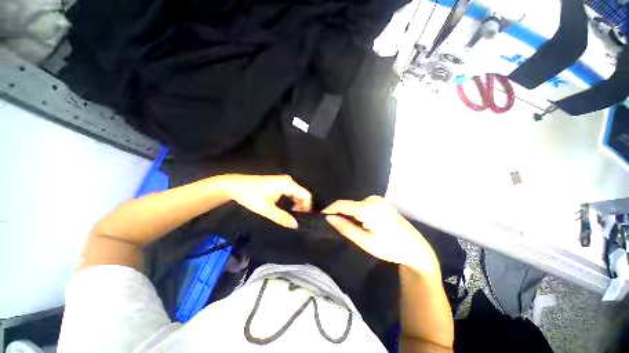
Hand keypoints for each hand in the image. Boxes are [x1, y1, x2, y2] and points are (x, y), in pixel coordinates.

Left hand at [218, 174, 311, 228]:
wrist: (236, 185)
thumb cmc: (250, 196)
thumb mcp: (266, 209)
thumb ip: (282, 217)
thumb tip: (295, 225)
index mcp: (287, 184)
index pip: (306, 195)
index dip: (307, 207)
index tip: (303, 218)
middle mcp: (288, 180)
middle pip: (302, 194)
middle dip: (302, 206)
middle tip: (298, 219)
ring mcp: (284, 181)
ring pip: (297, 193)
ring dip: (297, 204)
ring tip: (293, 215)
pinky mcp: (279, 183)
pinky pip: (292, 192)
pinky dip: (292, 200)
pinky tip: (288, 208)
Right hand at [323, 196, 440, 276]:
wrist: (415, 248)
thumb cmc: (389, 247)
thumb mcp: (365, 241)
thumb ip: (345, 227)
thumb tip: (329, 218)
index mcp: (367, 208)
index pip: (341, 204)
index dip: (329, 209)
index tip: (321, 216)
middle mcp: (372, 199)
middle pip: (348, 204)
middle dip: (339, 213)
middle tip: (334, 226)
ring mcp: (378, 200)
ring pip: (355, 205)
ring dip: (349, 213)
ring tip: (347, 227)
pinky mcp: (381, 202)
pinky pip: (363, 205)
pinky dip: (357, 212)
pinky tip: (360, 223)